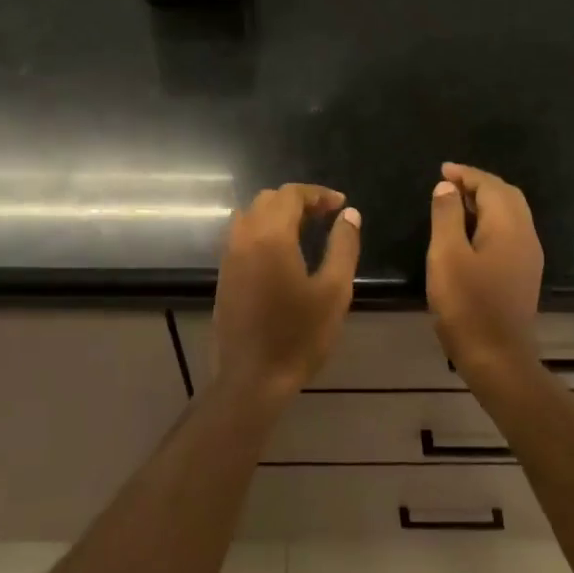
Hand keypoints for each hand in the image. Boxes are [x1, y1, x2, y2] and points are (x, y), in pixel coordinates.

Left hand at [213, 184, 360, 397]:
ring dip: (277, 214)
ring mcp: (229, 257)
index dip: (318, 194)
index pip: (291, 195)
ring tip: (305, 231)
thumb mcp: (334, 291)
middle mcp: (243, 238)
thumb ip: (343, 246)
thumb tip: (349, 215)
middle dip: (298, 201)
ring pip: (250, 216)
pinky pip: (241, 236)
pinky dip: (263, 231)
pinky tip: (283, 254)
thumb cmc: (299, 336)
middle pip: (267, 200)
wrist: (252, 378)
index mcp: (270, 236)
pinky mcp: (224, 275)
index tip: (341, 206)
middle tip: (326, 216)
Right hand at [426, 162, 542, 383]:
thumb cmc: (467, 305)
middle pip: (507, 196)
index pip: (491, 186)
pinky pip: (509, 234)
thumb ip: (447, 216)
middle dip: (479, 184)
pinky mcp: (523, 274)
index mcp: (509, 226)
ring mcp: (528, 257)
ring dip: (485, 203)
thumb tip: (448, 188)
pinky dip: (489, 222)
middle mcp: (526, 235)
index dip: (466, 174)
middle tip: (448, 184)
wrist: (497, 356)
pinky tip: (468, 234)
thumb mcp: (446, 255)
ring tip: (454, 204)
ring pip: (510, 215)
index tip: (442, 170)